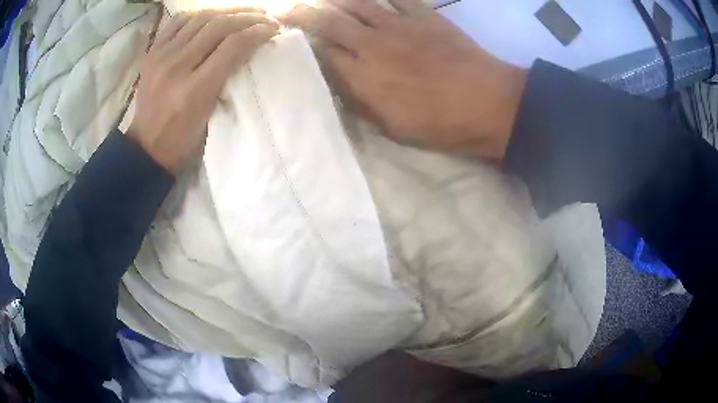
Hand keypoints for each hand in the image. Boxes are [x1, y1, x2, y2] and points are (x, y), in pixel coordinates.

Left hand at [128, 9, 279, 173]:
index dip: (258, 32)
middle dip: (248, 16)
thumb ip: (229, 80)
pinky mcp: (152, 52)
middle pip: (218, 26)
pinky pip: (178, 21)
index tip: (273, 30)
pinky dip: (199, 14)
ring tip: (244, 12)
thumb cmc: (183, 139)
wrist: (147, 146)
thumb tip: (249, 48)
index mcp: (194, 90)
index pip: (233, 46)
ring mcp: (161, 56)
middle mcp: (176, 67)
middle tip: (265, 17)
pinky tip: (212, 16)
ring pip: (200, 18)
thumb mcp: (213, 115)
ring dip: (227, 11)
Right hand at [279, 0, 525, 160]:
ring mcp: (399, 25)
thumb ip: (361, 102)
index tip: (286, 37)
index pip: (320, 52)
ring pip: (355, 2)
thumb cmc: (441, 124)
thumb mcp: (393, 127)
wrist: (489, 105)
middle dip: (302, 13)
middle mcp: (373, 45)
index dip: (301, 43)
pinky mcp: (424, 15)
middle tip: (286, 8)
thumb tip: (340, 83)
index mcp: (363, 78)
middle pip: (329, 21)